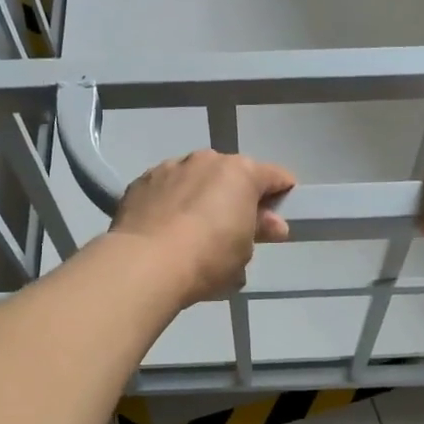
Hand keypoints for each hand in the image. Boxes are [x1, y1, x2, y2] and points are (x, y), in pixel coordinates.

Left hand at [109, 150, 296, 303]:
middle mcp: (207, 160)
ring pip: (196, 178)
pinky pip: (167, 188)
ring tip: (194, 231)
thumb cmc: (208, 257)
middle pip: (232, 175)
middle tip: (236, 230)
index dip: (282, 196)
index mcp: (241, 172)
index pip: (275, 176)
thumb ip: (260, 231)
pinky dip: (171, 202)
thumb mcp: (245, 251)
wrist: (145, 263)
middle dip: (237, 197)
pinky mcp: (141, 182)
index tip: (278, 218)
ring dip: (201, 196)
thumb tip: (273, 224)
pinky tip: (166, 229)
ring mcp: (171, 167)